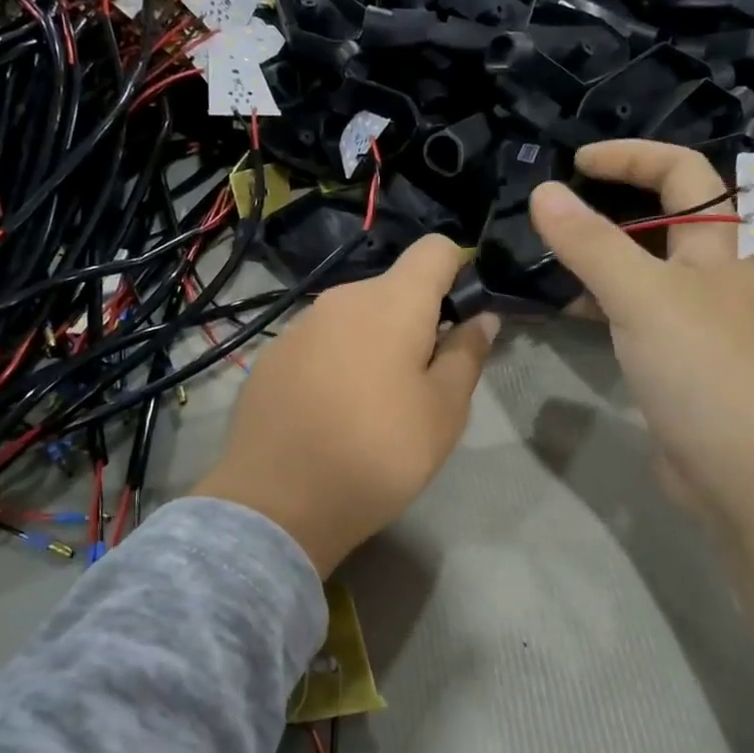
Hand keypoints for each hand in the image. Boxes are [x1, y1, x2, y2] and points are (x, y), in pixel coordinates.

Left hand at [190, 236, 497, 575]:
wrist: (277, 503)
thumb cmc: (379, 454)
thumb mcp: (444, 412)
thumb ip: (468, 354)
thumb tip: (482, 317)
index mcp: (391, 302)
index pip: (435, 248)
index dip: (458, 271)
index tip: (462, 318)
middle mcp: (341, 299)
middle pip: (394, 288)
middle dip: (417, 321)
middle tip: (423, 383)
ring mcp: (299, 327)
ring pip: (355, 318)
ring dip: (375, 343)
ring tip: (374, 405)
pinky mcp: (271, 358)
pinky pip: (320, 343)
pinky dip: (337, 362)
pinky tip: (331, 413)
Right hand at [529, 141, 753, 527]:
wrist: (744, 472)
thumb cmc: (703, 369)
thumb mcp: (643, 296)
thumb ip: (591, 243)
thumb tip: (543, 192)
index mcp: (718, 245)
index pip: (682, 172)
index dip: (632, 156)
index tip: (575, 163)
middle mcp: (709, 275)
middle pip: (661, 219)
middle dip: (609, 204)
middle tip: (553, 212)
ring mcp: (692, 321)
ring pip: (641, 269)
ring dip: (598, 256)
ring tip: (544, 256)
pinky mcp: (673, 361)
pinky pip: (630, 313)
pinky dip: (597, 302)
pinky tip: (562, 310)